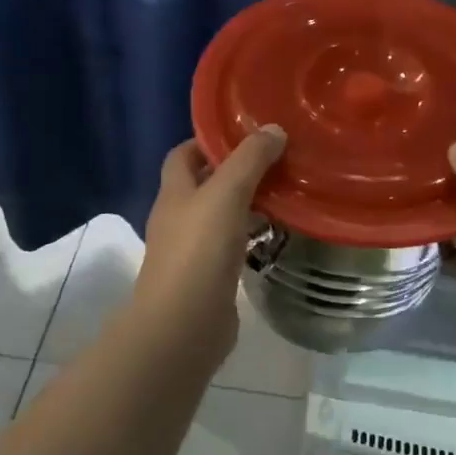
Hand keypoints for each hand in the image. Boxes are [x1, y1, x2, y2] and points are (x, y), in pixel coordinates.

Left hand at [135, 127, 286, 359]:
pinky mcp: (207, 279)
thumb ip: (249, 159)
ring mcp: (190, 251)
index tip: (243, 132)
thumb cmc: (199, 250)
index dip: (207, 141)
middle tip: (273, 160)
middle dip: (233, 171)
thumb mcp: (227, 193)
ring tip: (282, 192)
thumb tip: (273, 128)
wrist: (184, 326)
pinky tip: (274, 234)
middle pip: (202, 184)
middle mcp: (177, 218)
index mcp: (173, 193)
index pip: (182, 155)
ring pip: (218, 216)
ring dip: (244, 204)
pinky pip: (230, 247)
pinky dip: (249, 236)